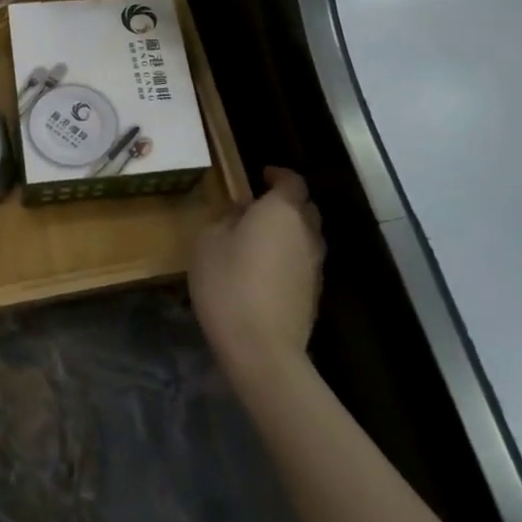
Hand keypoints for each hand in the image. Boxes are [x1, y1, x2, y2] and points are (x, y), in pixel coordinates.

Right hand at [188, 167, 324, 384]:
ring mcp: (314, 265)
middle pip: (304, 208)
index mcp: (282, 211)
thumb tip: (240, 213)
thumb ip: (225, 219)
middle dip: (285, 203)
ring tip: (259, 240)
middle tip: (258, 208)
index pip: (291, 181)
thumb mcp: (208, 242)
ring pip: (306, 236)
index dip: (278, 174)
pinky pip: (302, 262)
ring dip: (288, 232)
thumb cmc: (228, 283)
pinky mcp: (314, 293)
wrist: (262, 347)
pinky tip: (265, 271)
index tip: (262, 174)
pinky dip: (288, 258)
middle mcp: (306, 232)